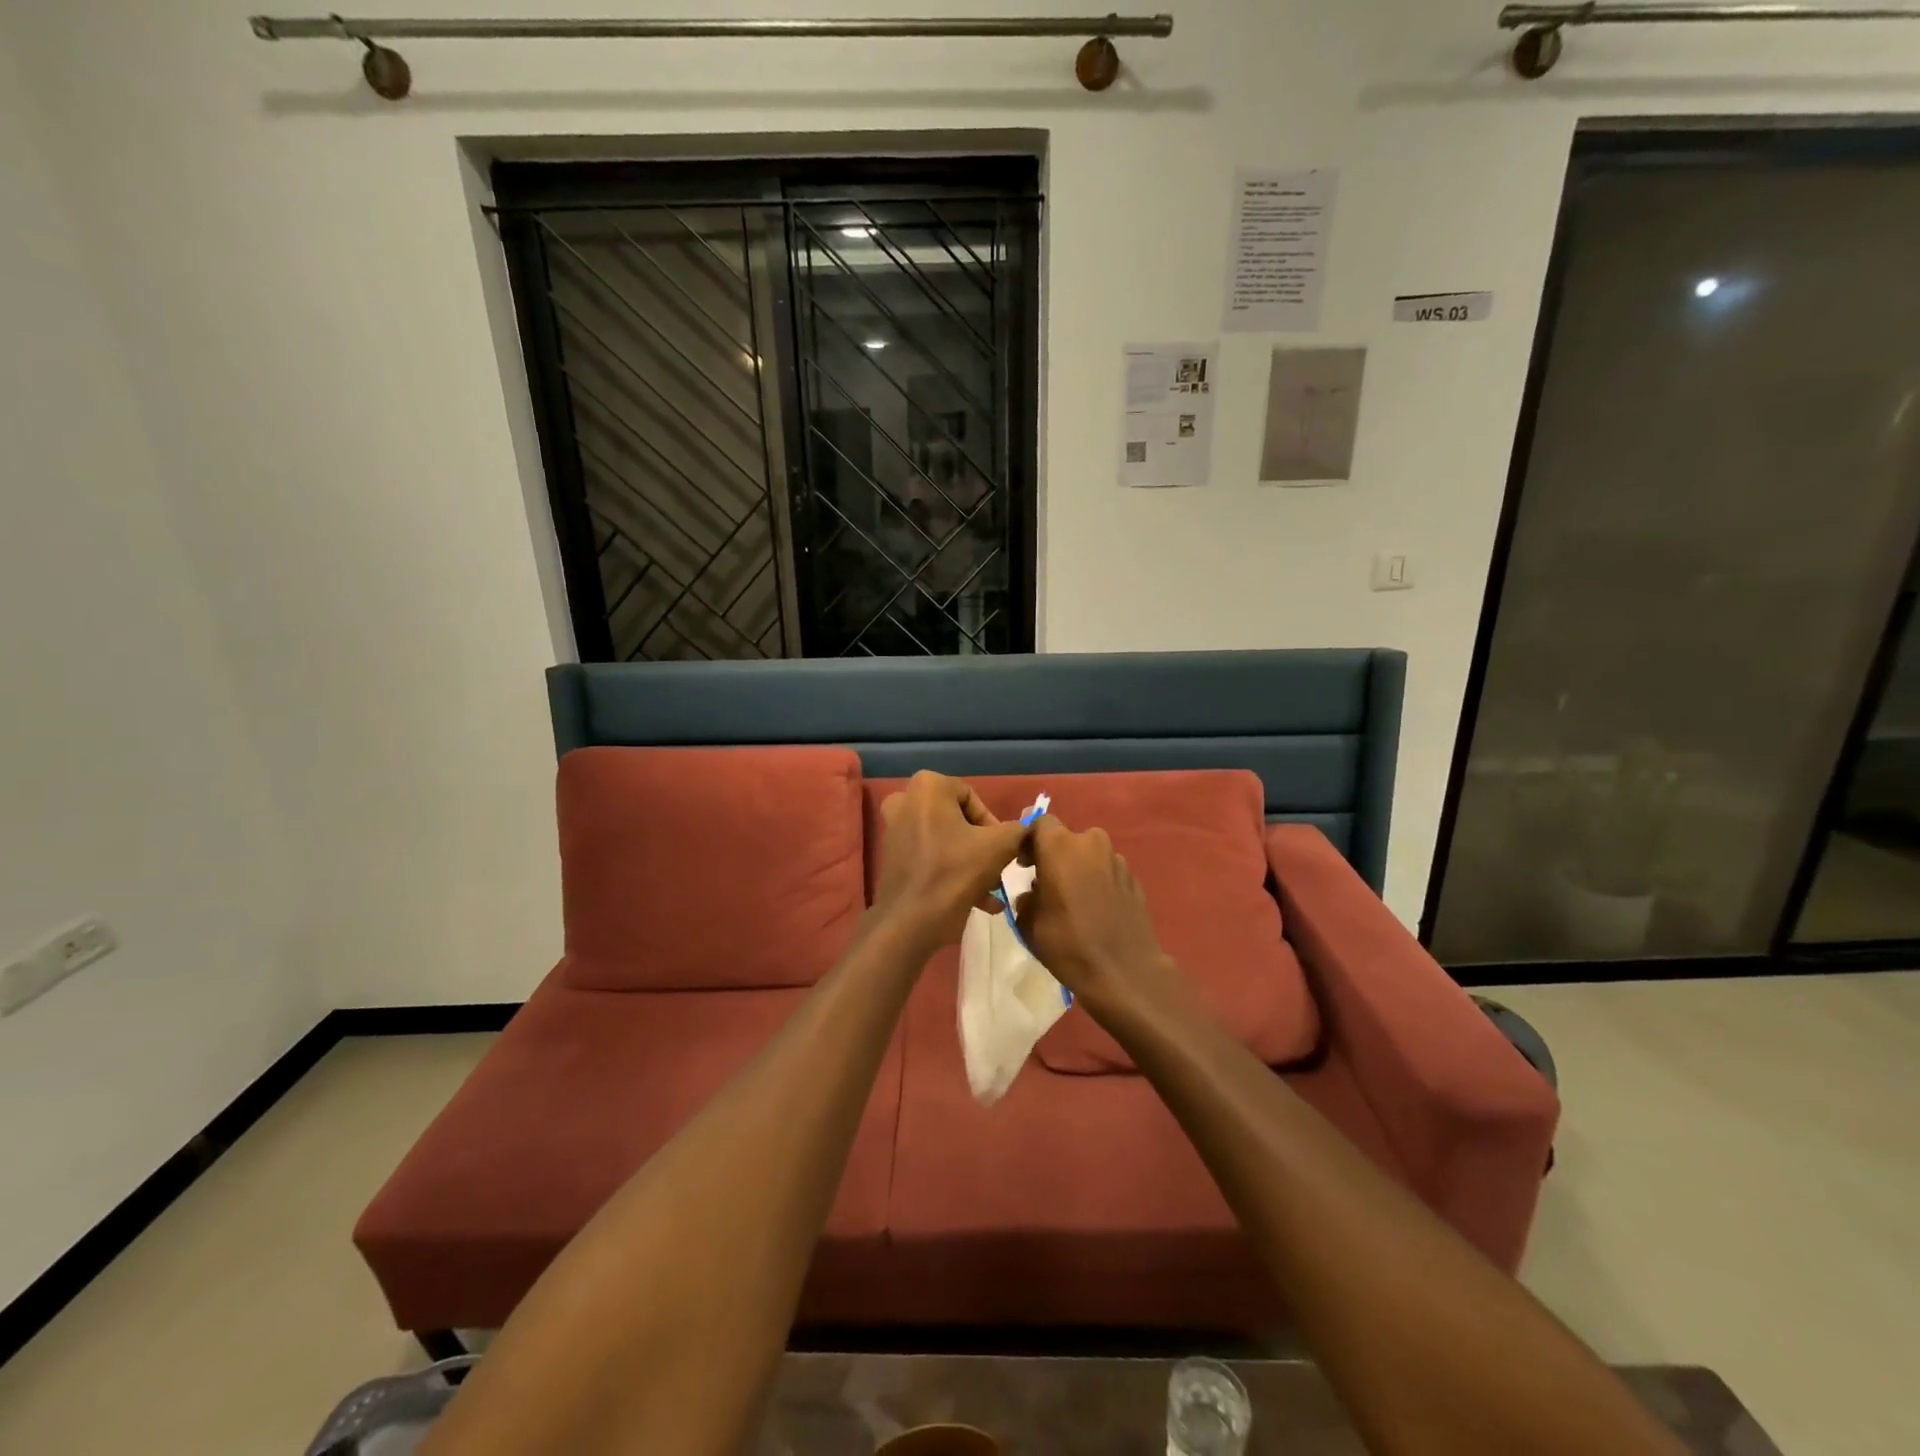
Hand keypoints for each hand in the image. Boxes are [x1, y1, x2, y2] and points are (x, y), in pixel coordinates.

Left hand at [873, 772, 1028, 947]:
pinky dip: (952, 872)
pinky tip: (978, 901)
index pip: (974, 798)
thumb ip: (1018, 830)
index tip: (1003, 851)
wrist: (909, 923)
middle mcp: (905, 800)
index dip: (993, 825)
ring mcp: (895, 829)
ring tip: (991, 891)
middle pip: (959, 820)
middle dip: (983, 847)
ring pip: (946, 840)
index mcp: (928, 787)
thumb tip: (1026, 828)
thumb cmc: (954, 874)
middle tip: (997, 870)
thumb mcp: (999, 848)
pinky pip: (931, 856)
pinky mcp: (892, 856)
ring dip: (972, 863)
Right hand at [1013, 816, 1180, 1017]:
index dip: (1030, 842)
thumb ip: (1026, 897)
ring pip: (1089, 856)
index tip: (1025, 866)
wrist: (1124, 971)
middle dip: (1056, 857)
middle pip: (1067, 840)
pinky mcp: (1134, 878)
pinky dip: (1098, 882)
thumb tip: (1034, 893)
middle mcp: (1091, 842)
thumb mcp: (1029, 923)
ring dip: (1079, 870)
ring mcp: (1117, 860)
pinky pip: (1107, 872)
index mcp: (1060, 846)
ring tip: (1074, 901)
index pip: (1040, 823)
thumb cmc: (1068, 944)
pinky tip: (1096, 910)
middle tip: (1048, 886)